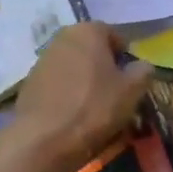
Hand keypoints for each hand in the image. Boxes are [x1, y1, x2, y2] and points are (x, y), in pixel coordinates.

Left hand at [9, 24, 150, 171]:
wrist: (44, 140)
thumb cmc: (94, 108)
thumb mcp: (132, 91)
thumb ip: (143, 71)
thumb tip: (143, 66)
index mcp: (87, 31)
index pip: (114, 35)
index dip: (126, 57)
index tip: (131, 79)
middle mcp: (61, 38)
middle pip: (91, 50)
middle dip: (104, 68)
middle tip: (115, 93)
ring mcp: (41, 60)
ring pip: (73, 67)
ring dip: (85, 81)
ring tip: (94, 107)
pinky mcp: (29, 83)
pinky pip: (57, 84)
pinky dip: (67, 94)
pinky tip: (72, 115)